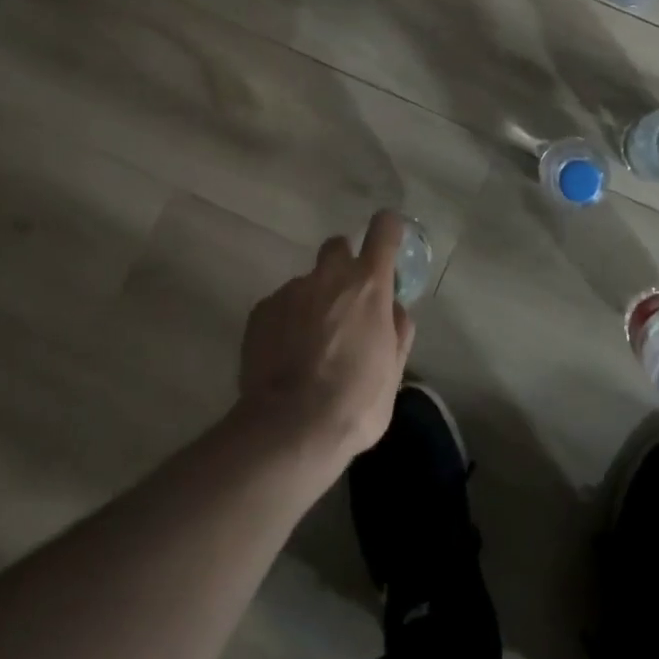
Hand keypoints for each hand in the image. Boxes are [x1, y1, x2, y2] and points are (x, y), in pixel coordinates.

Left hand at [238, 210, 416, 467]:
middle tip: (345, 301)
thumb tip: (393, 310)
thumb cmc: (355, 401)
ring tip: (309, 345)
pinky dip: (286, 322)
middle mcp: (330, 276)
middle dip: (343, 264)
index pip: (384, 230)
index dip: (389, 229)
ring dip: (313, 301)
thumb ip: (397, 330)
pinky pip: (280, 306)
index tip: (390, 237)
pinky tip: (285, 357)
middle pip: (338, 246)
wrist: (289, 429)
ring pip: (307, 283)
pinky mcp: (261, 312)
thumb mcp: (394, 370)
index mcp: (369, 284)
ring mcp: (291, 291)